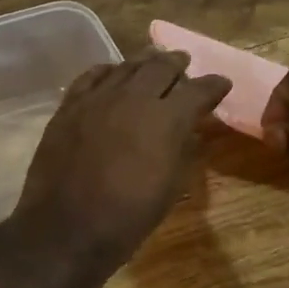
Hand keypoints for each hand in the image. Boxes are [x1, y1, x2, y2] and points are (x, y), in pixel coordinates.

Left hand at [15, 51, 231, 263]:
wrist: (67, 227)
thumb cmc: (127, 216)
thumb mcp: (170, 187)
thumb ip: (183, 150)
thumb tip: (189, 130)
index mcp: (166, 119)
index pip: (198, 90)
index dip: (214, 85)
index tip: (222, 84)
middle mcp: (133, 98)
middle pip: (160, 67)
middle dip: (177, 64)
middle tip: (184, 63)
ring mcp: (97, 98)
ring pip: (126, 66)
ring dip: (144, 62)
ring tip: (153, 60)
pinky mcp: (69, 105)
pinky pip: (91, 76)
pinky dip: (107, 71)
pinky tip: (112, 72)